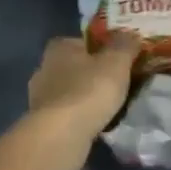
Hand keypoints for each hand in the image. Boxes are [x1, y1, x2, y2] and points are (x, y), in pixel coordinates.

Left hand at [25, 34, 139, 162]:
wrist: (61, 135)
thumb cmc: (89, 91)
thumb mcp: (116, 62)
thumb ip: (125, 45)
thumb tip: (131, 34)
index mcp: (59, 48)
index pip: (83, 41)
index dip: (102, 48)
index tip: (119, 59)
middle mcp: (44, 68)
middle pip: (75, 66)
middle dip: (94, 74)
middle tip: (118, 83)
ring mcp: (40, 97)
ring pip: (70, 91)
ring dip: (86, 97)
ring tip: (110, 106)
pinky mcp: (42, 122)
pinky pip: (67, 113)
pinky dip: (80, 116)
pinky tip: (95, 124)